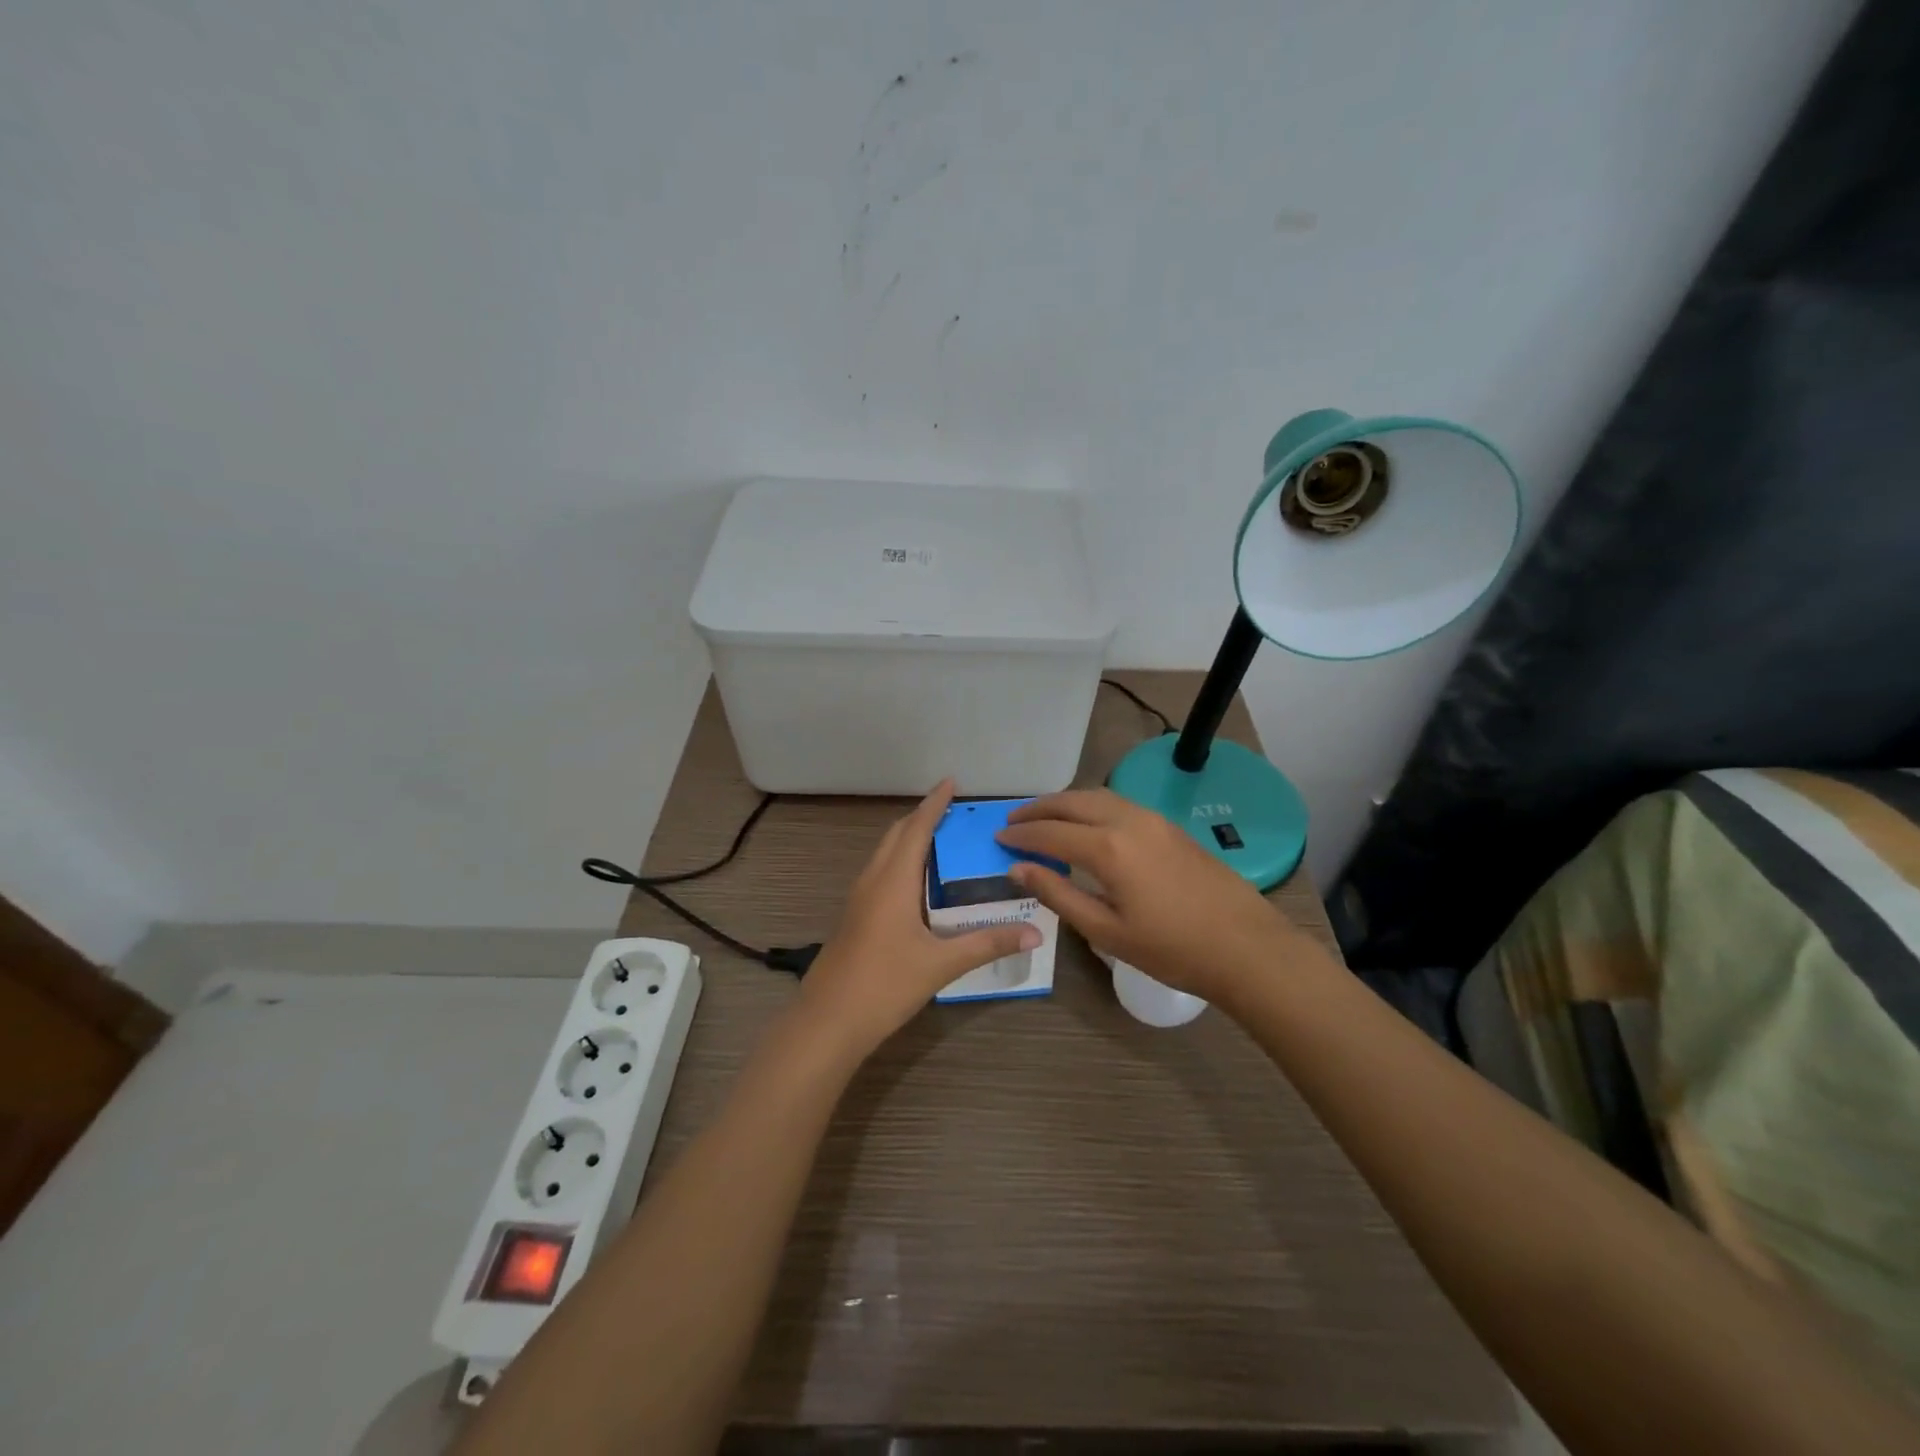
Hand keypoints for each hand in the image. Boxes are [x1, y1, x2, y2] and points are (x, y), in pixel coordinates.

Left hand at [796, 779, 1040, 1061]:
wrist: (828, 1021)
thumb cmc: (885, 985)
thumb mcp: (941, 964)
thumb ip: (987, 944)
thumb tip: (1034, 933)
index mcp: (893, 881)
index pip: (916, 829)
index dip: (934, 804)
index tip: (950, 782)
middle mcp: (873, 881)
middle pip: (896, 835)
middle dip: (921, 817)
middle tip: (951, 811)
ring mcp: (859, 899)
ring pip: (884, 854)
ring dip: (908, 839)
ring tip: (939, 840)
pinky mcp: (854, 917)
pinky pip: (879, 873)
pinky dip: (900, 862)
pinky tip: (917, 884)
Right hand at [997, 788, 1303, 1004]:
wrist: (1246, 947)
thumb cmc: (1172, 949)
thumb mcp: (1106, 930)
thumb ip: (1058, 894)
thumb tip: (1018, 869)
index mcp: (1108, 847)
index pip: (1051, 832)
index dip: (1021, 835)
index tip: (998, 838)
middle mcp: (1129, 820)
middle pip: (1073, 801)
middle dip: (1040, 808)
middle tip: (1014, 819)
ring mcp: (1154, 820)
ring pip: (1099, 796)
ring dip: (1067, 802)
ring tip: (1046, 817)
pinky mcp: (1171, 826)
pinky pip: (1120, 803)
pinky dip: (1092, 806)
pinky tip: (1088, 824)